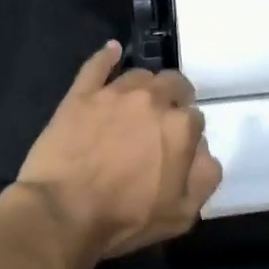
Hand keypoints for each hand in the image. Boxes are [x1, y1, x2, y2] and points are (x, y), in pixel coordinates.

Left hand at [13, 41, 222, 261]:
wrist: (63, 212)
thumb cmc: (125, 218)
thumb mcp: (182, 213)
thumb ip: (205, 176)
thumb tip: (204, 151)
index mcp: (180, 127)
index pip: (195, 118)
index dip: (188, 133)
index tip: (177, 148)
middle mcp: (151, 100)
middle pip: (173, 85)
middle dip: (174, 98)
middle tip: (163, 120)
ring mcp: (114, 93)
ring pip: (139, 76)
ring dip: (145, 86)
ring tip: (138, 102)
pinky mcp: (81, 94)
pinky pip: (97, 65)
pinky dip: (107, 56)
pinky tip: (112, 51)